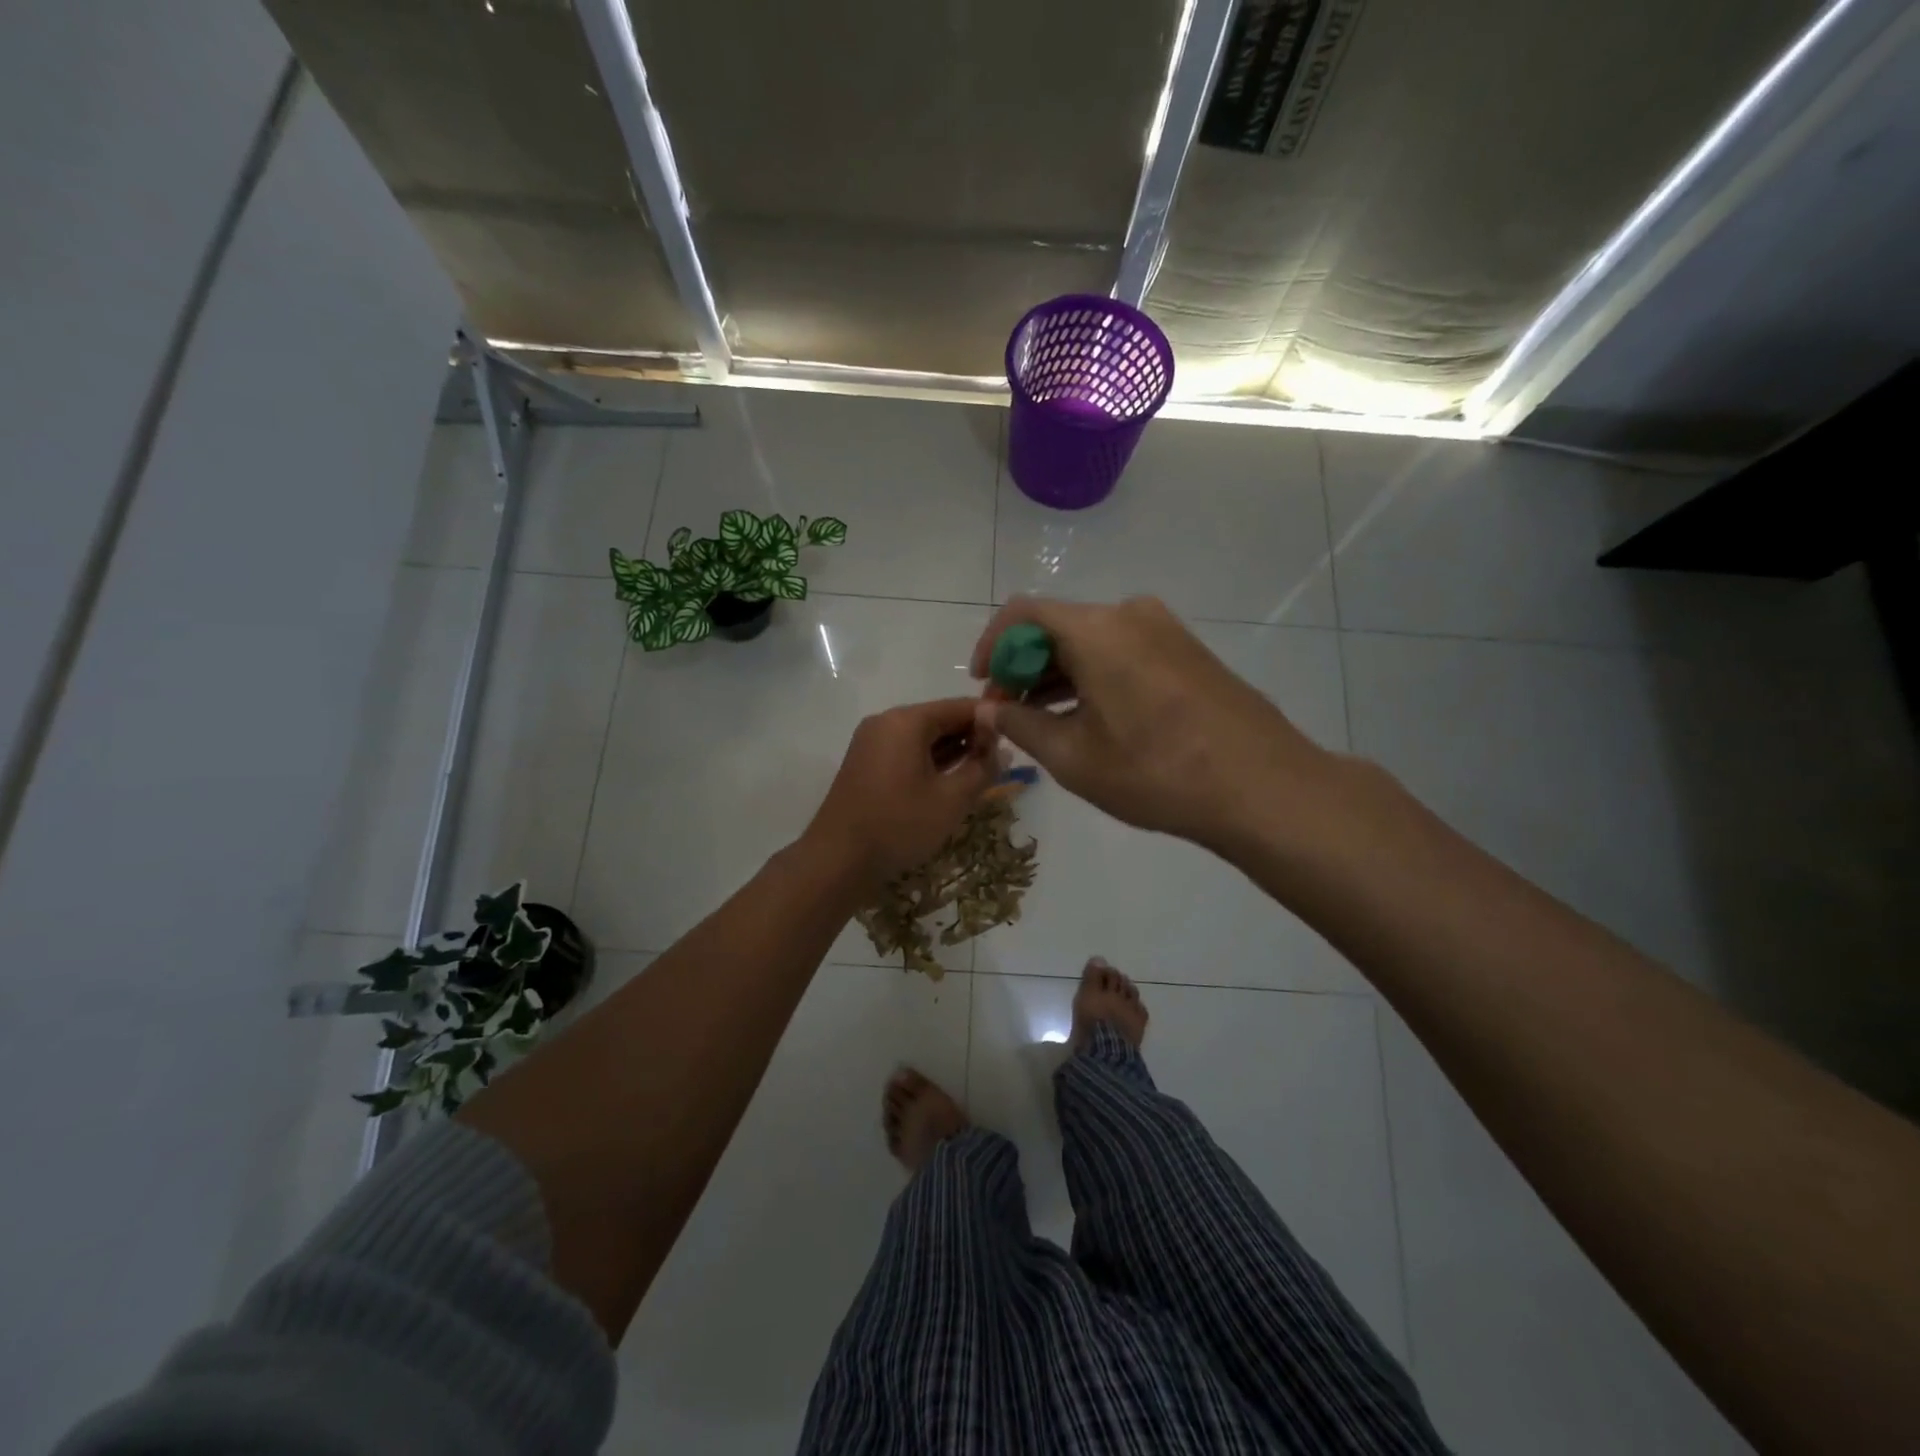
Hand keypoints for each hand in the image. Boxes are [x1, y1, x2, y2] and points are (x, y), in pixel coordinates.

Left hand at [803, 698, 996, 888]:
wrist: (837, 859)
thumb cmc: (899, 825)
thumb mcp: (951, 799)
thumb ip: (982, 768)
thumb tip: (1002, 749)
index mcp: (906, 721)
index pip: (960, 706)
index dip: (991, 720)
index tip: (1016, 738)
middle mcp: (886, 721)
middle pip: (940, 719)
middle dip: (971, 737)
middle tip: (1000, 761)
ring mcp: (871, 742)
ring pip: (923, 737)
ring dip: (952, 751)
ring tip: (980, 773)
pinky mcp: (865, 762)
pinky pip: (905, 751)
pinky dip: (929, 761)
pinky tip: (949, 781)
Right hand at [969, 596, 1330, 850]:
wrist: (1263, 787)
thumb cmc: (1157, 772)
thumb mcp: (1074, 757)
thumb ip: (1021, 725)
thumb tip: (992, 709)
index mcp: (1096, 629)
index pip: (1022, 614)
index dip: (992, 646)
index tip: (983, 686)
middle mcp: (1130, 613)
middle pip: (1058, 626)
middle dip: (1024, 666)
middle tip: (1009, 713)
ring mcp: (1166, 629)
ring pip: (1092, 640)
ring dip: (1059, 673)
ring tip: (1044, 721)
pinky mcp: (1188, 650)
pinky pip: (1123, 650)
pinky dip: (1094, 675)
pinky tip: (1090, 716)